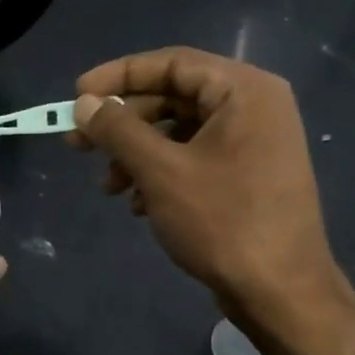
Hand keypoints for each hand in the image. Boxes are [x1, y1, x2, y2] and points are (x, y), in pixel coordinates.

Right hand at [71, 47, 343, 331]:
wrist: (279, 290)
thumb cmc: (222, 221)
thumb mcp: (160, 171)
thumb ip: (118, 130)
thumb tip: (84, 104)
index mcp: (244, 91)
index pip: (171, 63)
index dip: (118, 76)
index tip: (76, 96)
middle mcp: (253, 107)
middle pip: (172, 98)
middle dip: (122, 123)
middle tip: (77, 143)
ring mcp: (252, 143)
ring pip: (178, 132)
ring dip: (135, 154)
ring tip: (107, 186)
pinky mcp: (246, 176)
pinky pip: (192, 158)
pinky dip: (158, 174)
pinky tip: (137, 204)